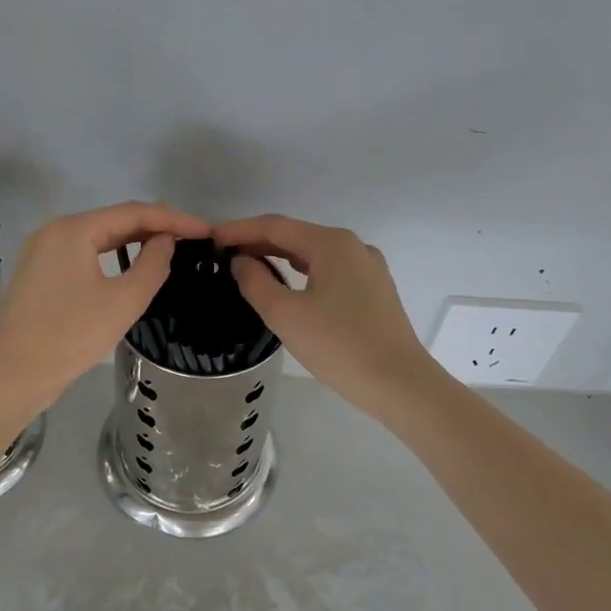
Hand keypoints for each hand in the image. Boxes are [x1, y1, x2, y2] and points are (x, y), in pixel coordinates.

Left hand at [0, 201, 209, 414]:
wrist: (17, 374)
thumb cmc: (73, 335)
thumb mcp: (124, 301)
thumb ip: (153, 264)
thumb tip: (166, 241)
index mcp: (73, 229)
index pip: (133, 213)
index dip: (174, 219)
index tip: (206, 229)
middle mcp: (54, 230)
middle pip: (114, 219)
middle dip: (154, 225)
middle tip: (192, 235)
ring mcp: (42, 250)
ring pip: (98, 236)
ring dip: (133, 239)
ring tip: (168, 244)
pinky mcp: (39, 271)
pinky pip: (83, 252)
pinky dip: (111, 254)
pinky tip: (131, 263)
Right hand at [214, 214, 438, 418]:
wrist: (400, 384)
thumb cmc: (339, 347)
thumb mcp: (286, 315)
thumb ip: (256, 282)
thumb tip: (241, 261)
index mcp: (332, 244)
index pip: (275, 225)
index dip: (239, 229)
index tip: (210, 238)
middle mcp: (353, 246)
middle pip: (296, 235)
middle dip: (258, 242)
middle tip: (222, 254)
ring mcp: (367, 268)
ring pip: (313, 253)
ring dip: (279, 257)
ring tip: (247, 267)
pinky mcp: (374, 290)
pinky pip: (329, 270)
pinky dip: (301, 271)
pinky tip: (286, 285)